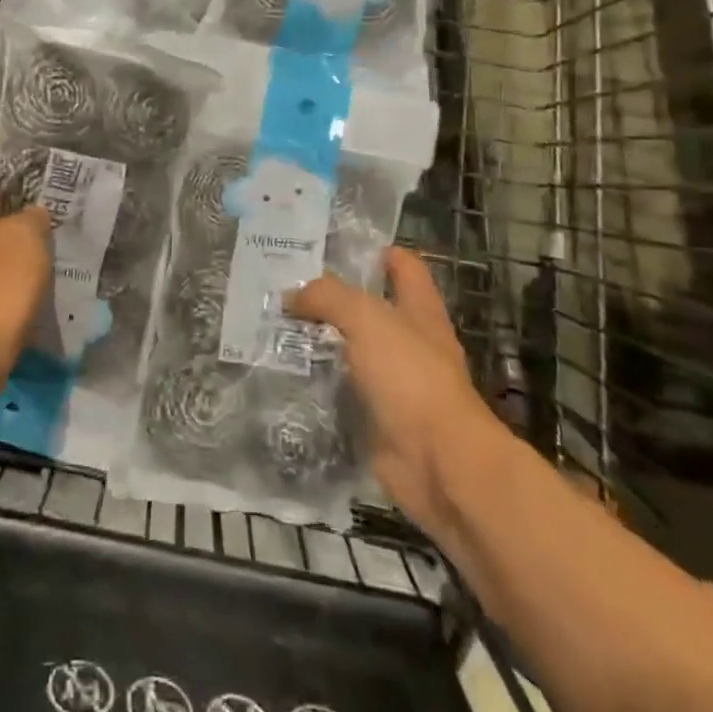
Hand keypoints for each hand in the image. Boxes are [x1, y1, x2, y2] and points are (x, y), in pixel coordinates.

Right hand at [288, 247, 504, 536]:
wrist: (439, 464)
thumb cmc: (411, 377)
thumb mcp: (367, 320)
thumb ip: (329, 298)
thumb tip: (292, 295)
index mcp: (419, 310)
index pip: (403, 266)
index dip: (373, 252)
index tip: (329, 248)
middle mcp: (410, 342)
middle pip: (370, 309)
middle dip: (331, 298)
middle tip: (283, 288)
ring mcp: (395, 383)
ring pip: (351, 351)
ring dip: (318, 342)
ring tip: (273, 329)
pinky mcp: (377, 417)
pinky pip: (341, 392)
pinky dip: (317, 384)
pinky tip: (283, 375)